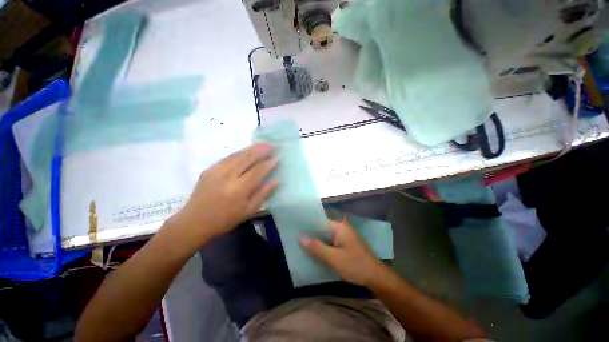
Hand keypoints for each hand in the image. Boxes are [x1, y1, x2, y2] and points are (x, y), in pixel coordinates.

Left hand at [169, 143, 277, 246]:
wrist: (194, 221)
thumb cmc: (225, 219)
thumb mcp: (249, 210)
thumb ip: (264, 193)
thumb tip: (277, 180)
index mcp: (238, 190)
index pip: (258, 171)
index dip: (268, 164)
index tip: (277, 158)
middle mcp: (227, 176)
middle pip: (248, 158)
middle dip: (262, 150)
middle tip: (273, 145)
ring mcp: (216, 170)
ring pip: (238, 154)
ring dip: (253, 148)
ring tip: (264, 144)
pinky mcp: (210, 168)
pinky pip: (229, 157)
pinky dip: (241, 152)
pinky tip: (248, 150)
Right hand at [300, 219, 385, 286]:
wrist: (377, 277)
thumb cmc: (355, 265)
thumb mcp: (334, 258)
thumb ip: (317, 248)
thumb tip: (301, 238)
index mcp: (339, 227)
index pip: (320, 222)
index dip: (308, 226)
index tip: (296, 229)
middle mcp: (342, 229)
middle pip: (323, 229)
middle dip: (311, 235)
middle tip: (296, 238)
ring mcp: (345, 237)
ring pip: (327, 237)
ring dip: (317, 242)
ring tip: (302, 245)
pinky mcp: (346, 245)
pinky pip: (332, 243)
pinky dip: (324, 247)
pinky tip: (315, 252)